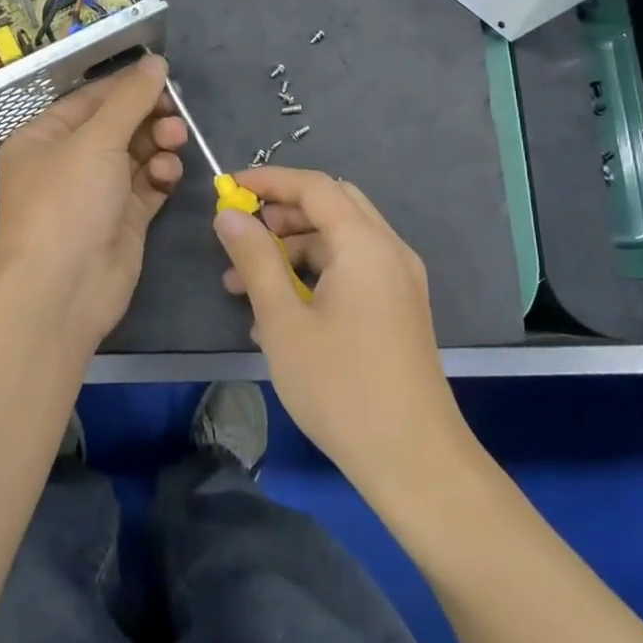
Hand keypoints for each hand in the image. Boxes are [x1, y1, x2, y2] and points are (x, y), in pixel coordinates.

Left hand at [0, 52, 185, 349]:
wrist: (62, 290)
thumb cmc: (67, 202)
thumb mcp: (96, 140)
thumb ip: (130, 99)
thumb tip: (155, 61)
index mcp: (44, 137)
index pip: (90, 99)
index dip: (127, 87)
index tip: (165, 76)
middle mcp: (67, 162)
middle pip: (117, 126)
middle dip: (148, 117)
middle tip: (176, 116)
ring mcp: (95, 193)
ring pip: (136, 155)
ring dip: (158, 145)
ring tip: (174, 142)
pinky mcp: (122, 220)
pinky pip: (147, 186)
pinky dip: (160, 176)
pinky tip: (168, 176)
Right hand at [213, 167, 465, 494]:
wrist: (414, 461)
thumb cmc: (341, 387)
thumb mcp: (284, 321)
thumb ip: (255, 259)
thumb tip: (229, 215)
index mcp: (365, 244)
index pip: (314, 187)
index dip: (268, 181)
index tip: (228, 189)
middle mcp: (389, 251)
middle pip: (332, 206)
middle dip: (283, 212)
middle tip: (242, 234)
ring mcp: (399, 281)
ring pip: (341, 240)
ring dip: (294, 248)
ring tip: (245, 284)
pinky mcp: (399, 308)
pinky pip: (353, 269)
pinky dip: (316, 274)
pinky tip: (280, 311)